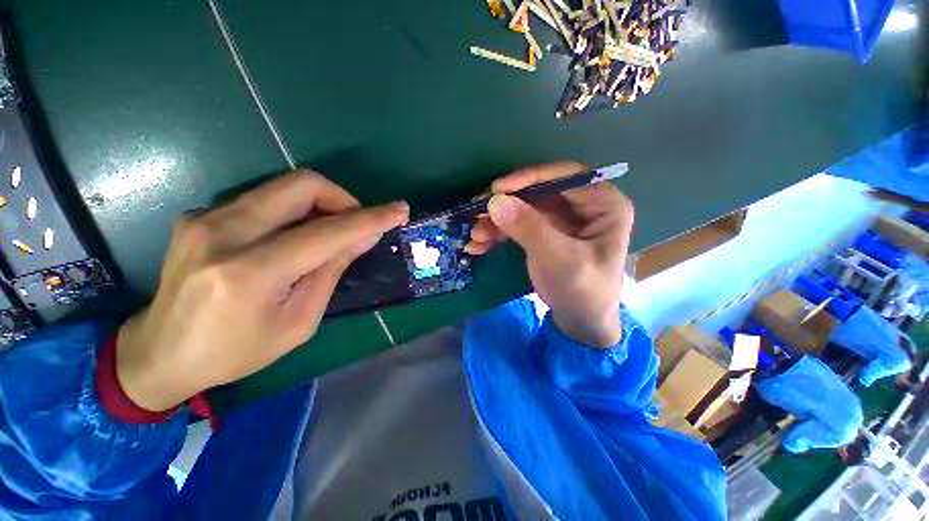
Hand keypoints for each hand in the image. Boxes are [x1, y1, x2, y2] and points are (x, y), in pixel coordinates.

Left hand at [116, 170, 409, 410]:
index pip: (327, 232)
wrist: (158, 353)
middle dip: (342, 197)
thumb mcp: (299, 321)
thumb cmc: (236, 351)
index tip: (399, 210)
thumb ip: (331, 271)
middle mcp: (224, 233)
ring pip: (282, 187)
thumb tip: (363, 237)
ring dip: (320, 203)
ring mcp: (205, 218)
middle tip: (356, 221)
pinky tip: (293, 238)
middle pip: (301, 184)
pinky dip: (292, 211)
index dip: (370, 218)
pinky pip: (263, 199)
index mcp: (251, 273)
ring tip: (329, 232)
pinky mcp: (200, 215)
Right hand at [466, 162, 633, 346]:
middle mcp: (581, 205)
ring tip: (475, 236)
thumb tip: (495, 202)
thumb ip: (530, 230)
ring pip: (523, 208)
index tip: (498, 189)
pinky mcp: (542, 231)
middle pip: (538, 191)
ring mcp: (559, 218)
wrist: (580, 320)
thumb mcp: (560, 260)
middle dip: (506, 203)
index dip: (531, 177)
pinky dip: (497, 233)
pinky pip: (517, 224)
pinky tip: (479, 244)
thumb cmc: (583, 290)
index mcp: (603, 204)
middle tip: (477, 211)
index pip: (566, 176)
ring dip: (496, 221)